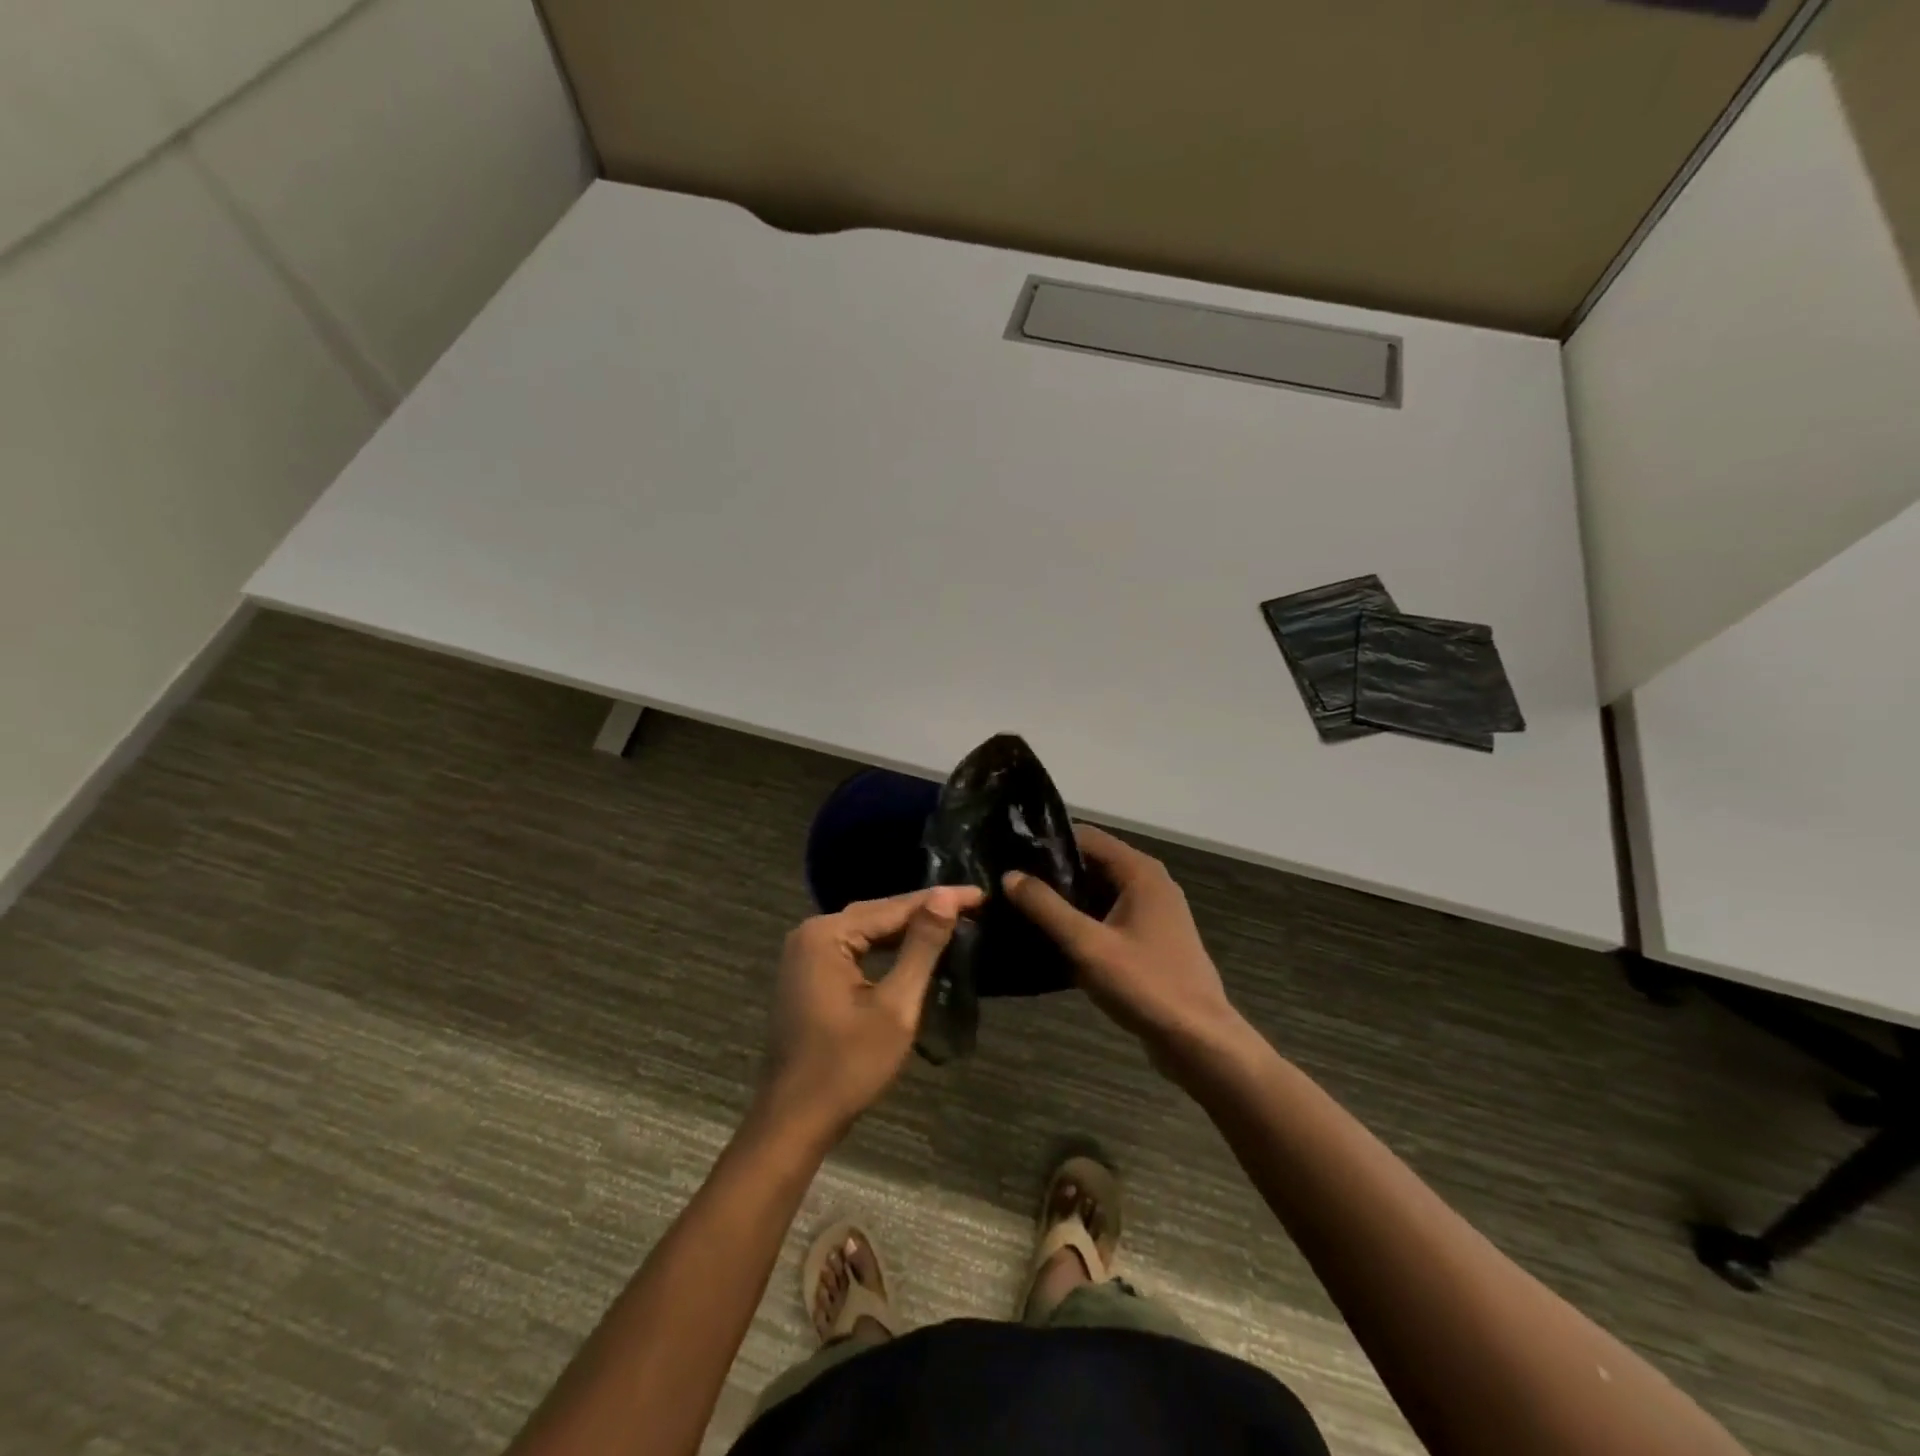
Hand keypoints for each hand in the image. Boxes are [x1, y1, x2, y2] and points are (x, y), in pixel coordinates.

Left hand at [759, 886, 983, 1139]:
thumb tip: (947, 896)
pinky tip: (911, 948)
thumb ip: (922, 947)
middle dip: (923, 910)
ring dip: (905, 928)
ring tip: (950, 921)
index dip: (939, 900)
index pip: (893, 907)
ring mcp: (804, 955)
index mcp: (825, 934)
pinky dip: (884, 947)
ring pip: (866, 930)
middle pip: (877, 913)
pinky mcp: (808, 975)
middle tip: (971, 905)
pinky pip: (853, 948)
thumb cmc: (848, 1066)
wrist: (795, 1120)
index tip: (980, 895)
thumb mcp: (896, 1005)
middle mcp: (810, 934)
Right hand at [1004, 826, 1242, 1068]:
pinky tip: (1052, 939)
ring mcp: (1153, 913)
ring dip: (1067, 901)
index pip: (1086, 837)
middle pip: (1093, 863)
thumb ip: (1046, 908)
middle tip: (1011, 886)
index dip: (1049, 843)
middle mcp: (1150, 883)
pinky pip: (1109, 918)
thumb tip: (1009, 875)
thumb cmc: (1144, 984)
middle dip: (1054, 874)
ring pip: (1100, 893)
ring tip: (1022, 910)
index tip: (1012, 855)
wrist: (1199, 1040)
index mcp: (1140, 872)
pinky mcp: (1151, 940)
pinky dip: (1084, 922)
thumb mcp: (1087, 945)